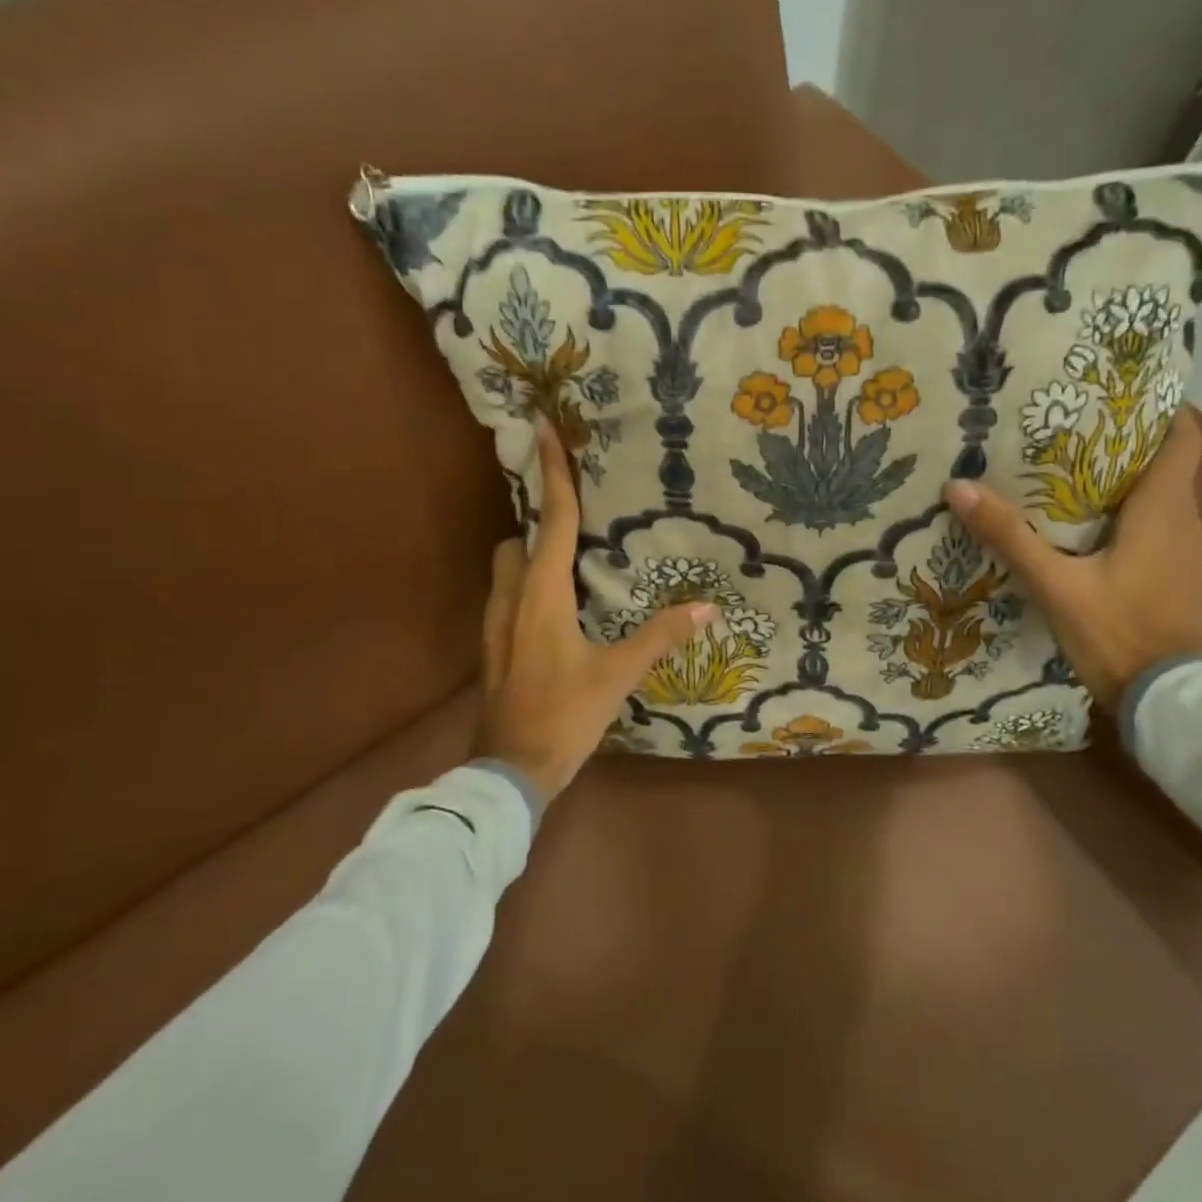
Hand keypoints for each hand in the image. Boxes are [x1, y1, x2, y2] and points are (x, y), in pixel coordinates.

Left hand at [471, 419, 714, 805]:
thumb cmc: (565, 715)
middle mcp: (511, 599)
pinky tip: (557, 611)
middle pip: (517, 541)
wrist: (510, 770)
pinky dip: (528, 587)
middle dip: (538, 523)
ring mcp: (495, 626)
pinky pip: (508, 598)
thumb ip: (661, 636)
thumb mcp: (617, 674)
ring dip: (531, 556)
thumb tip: (708, 607)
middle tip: (576, 522)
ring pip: (506, 570)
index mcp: (541, 595)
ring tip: (570, 565)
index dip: (551, 474)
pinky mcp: (493, 648)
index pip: (549, 521)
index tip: (544, 431)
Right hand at [945, 410, 1201, 712]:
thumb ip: (1010, 537)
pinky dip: (1124, 511)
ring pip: (1157, 495)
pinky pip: (1153, 524)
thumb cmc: (1117, 631)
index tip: (1118, 392)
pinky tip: (1080, 521)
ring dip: (1121, 477)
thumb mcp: (1055, 584)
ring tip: (1066, 464)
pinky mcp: (1172, 574)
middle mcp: (1184, 520)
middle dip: (1123, 439)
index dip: (1160, 410)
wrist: (1163, 699)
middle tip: (1069, 424)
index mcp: (1164, 509)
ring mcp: (1183, 550)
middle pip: (1163, 462)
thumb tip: (959, 488)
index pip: (1183, 439)